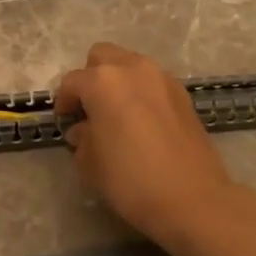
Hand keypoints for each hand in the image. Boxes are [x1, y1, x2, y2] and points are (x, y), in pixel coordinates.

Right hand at [53, 43, 238, 242]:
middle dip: (91, 77)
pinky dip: (142, 93)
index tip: (64, 120)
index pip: (72, 82)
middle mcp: (132, 69)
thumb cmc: (131, 179)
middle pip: (103, 57)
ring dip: (119, 82)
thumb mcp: (91, 163)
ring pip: (131, 65)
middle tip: (90, 108)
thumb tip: (83, 130)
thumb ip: (82, 138)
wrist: (192, 198)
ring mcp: (162, 79)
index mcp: (103, 82)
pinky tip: (142, 122)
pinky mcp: (183, 94)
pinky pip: (153, 82)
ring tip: (117, 114)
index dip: (63, 101)